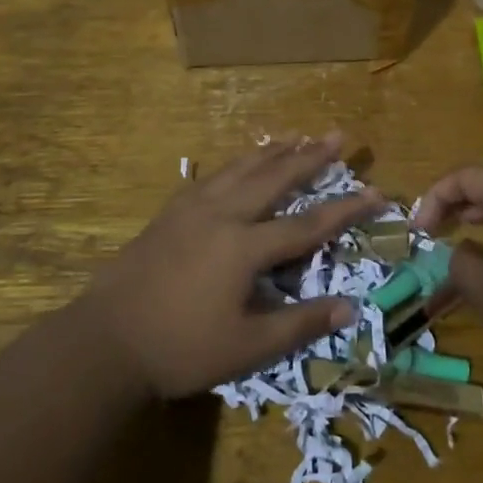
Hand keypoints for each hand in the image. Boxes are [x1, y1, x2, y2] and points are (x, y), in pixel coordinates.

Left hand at [75, 135, 382, 398]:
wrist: (105, 340)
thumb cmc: (180, 348)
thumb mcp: (247, 347)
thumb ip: (299, 324)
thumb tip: (349, 309)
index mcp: (243, 247)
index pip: (308, 224)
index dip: (346, 209)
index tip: (376, 191)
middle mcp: (221, 215)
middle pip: (274, 177)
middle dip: (309, 156)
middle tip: (337, 134)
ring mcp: (191, 209)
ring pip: (240, 168)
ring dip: (272, 151)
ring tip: (296, 135)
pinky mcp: (169, 213)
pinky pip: (212, 176)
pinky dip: (236, 163)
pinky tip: (239, 163)